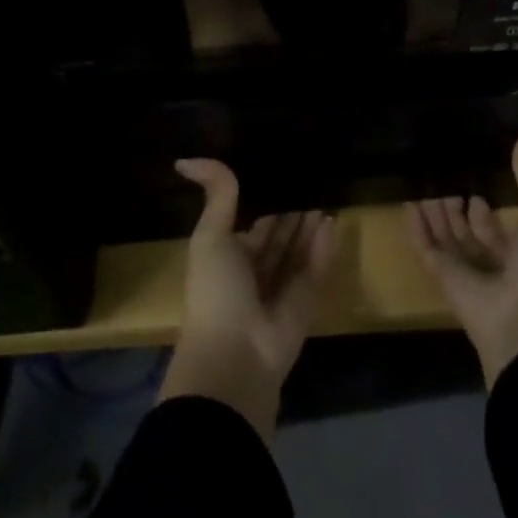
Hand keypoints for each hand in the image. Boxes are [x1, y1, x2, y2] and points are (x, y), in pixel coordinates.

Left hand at [158, 159, 337, 438]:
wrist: (235, 359)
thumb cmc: (216, 292)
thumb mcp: (210, 236)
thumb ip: (215, 195)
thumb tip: (184, 159)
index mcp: (229, 259)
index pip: (253, 227)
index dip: (266, 205)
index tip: (284, 176)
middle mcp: (254, 275)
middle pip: (279, 239)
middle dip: (292, 215)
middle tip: (313, 182)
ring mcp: (281, 292)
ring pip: (299, 253)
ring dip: (310, 228)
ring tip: (326, 196)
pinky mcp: (305, 306)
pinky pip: (316, 270)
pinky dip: (324, 248)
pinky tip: (334, 221)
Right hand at [404, 123, 517, 386]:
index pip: (500, 235)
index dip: (488, 216)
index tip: (477, 190)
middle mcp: (496, 267)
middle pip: (470, 237)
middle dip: (458, 213)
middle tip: (445, 182)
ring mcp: (469, 276)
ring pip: (447, 241)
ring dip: (436, 217)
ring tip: (423, 188)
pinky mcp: (446, 281)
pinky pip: (428, 250)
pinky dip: (417, 229)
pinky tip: (408, 205)